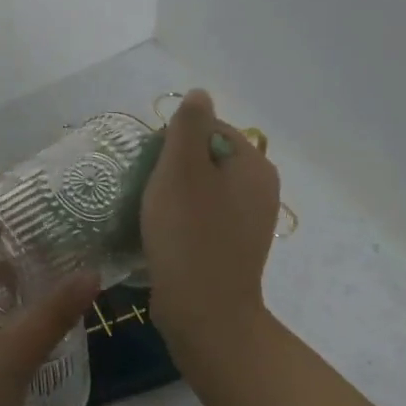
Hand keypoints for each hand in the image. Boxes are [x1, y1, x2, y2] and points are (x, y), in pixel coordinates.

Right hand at [140, 89, 281, 364]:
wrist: (204, 311)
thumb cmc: (188, 234)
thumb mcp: (180, 169)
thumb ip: (188, 125)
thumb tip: (200, 94)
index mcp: (253, 164)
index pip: (210, 128)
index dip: (174, 140)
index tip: (151, 166)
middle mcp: (260, 189)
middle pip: (207, 158)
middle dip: (173, 168)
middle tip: (146, 189)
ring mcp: (250, 222)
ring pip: (203, 190)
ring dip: (174, 194)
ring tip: (149, 211)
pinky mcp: (234, 248)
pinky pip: (205, 218)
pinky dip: (183, 220)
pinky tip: (163, 234)